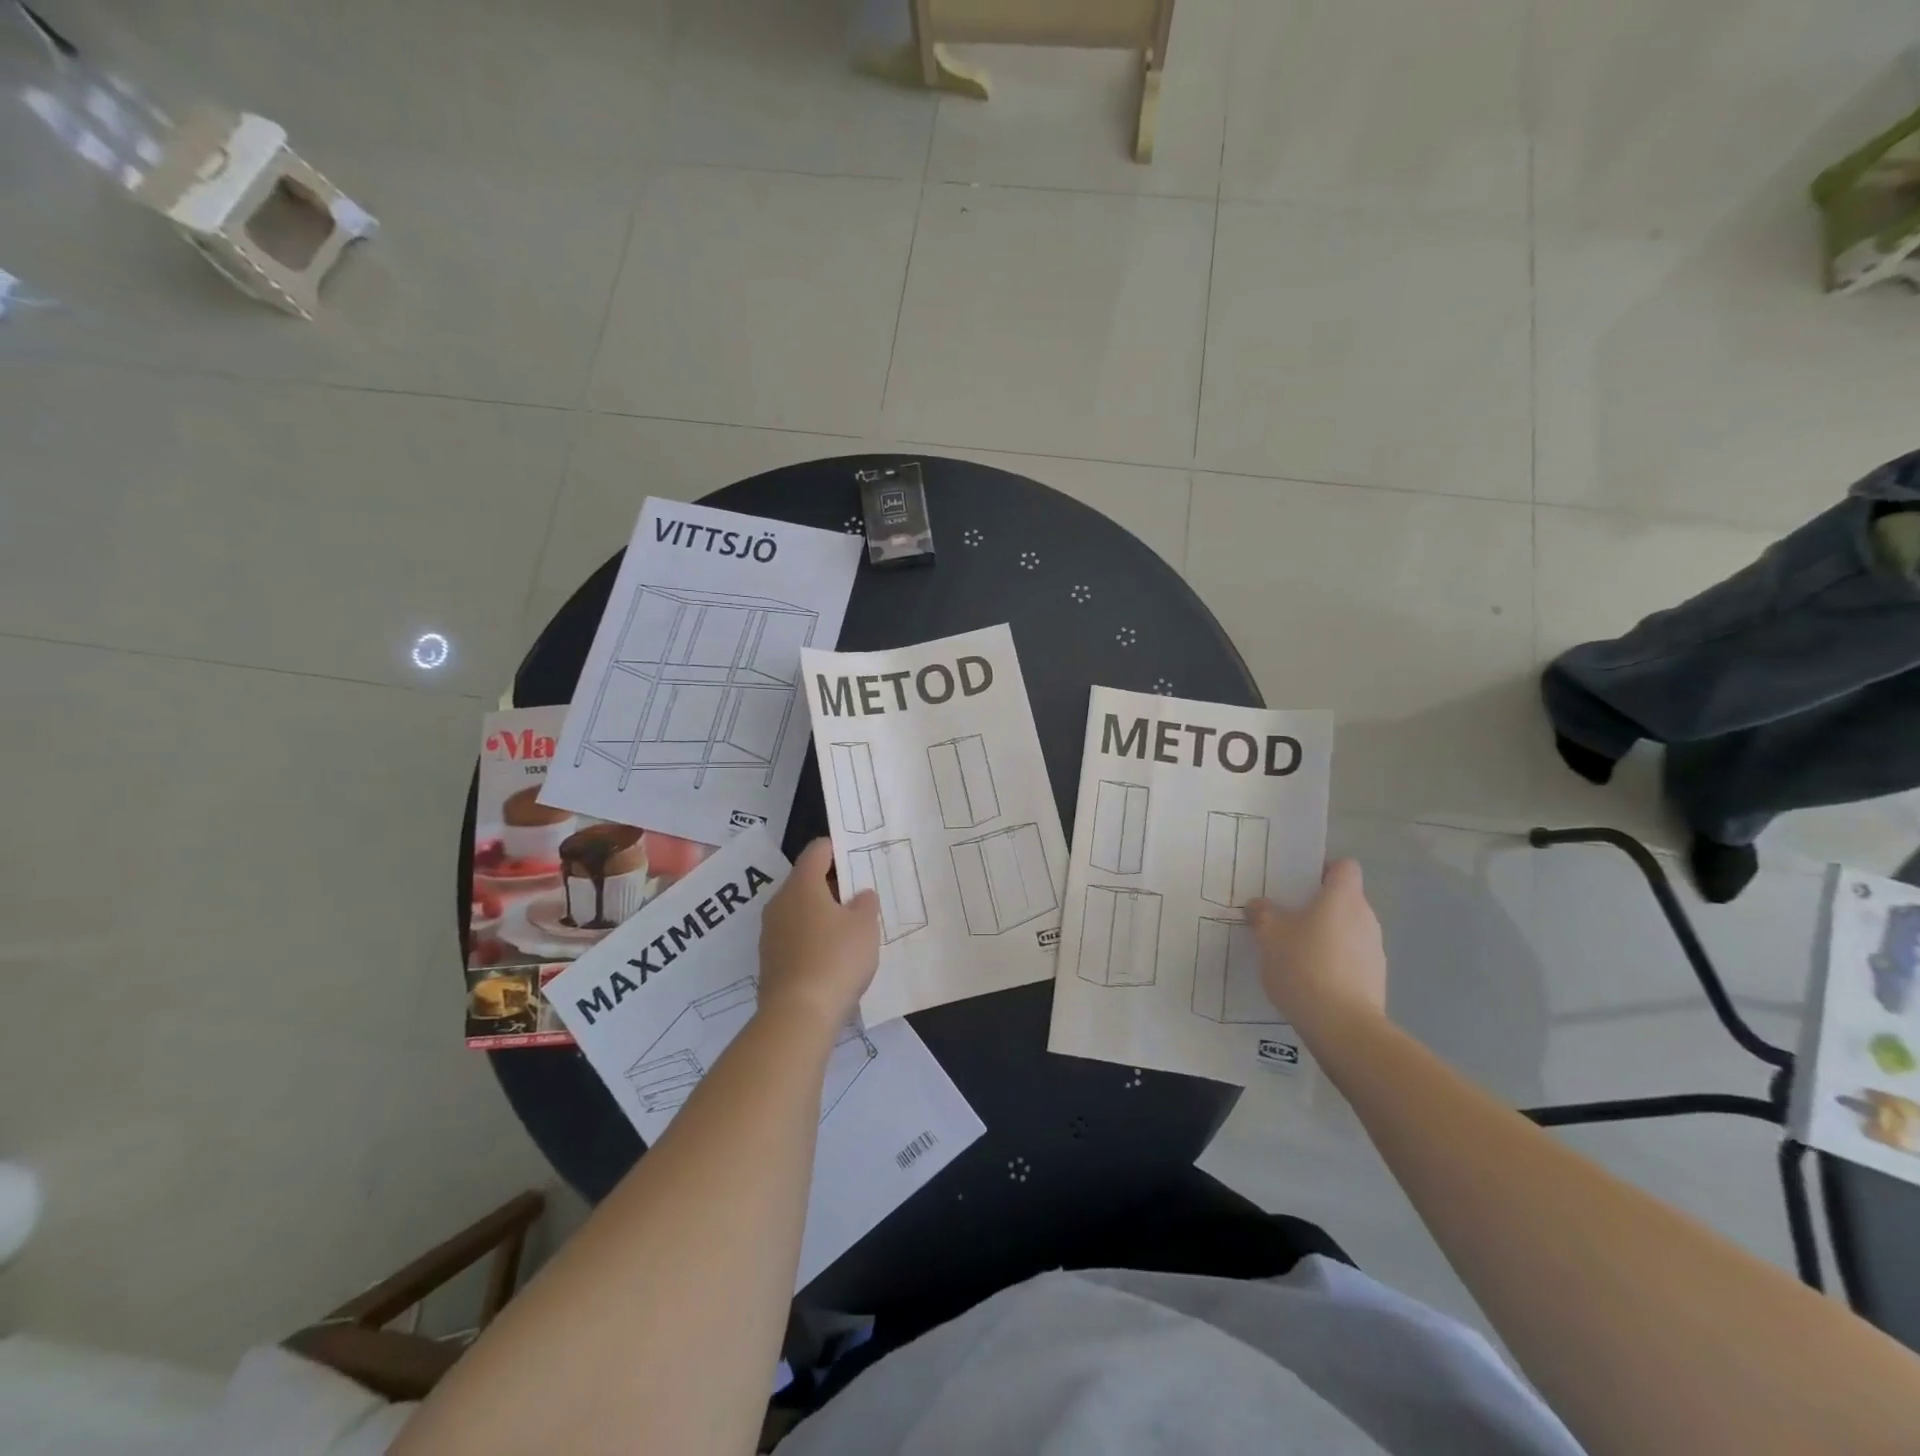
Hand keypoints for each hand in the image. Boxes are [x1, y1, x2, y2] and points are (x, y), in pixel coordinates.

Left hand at [757, 839, 879, 1037]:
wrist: (798, 1015)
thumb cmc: (836, 958)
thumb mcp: (865, 926)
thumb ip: (865, 903)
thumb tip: (859, 896)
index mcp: (801, 885)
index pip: (816, 851)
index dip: (837, 848)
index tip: (857, 857)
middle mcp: (780, 903)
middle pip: (806, 881)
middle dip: (832, 884)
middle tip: (860, 895)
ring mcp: (770, 933)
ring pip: (799, 910)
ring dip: (822, 913)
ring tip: (850, 927)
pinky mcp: (770, 961)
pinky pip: (794, 937)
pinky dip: (812, 938)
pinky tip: (833, 956)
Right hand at [1245, 860, 1386, 1031]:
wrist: (1341, 1026)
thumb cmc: (1303, 965)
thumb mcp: (1269, 935)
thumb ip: (1263, 914)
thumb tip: (1259, 905)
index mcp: (1343, 898)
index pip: (1344, 867)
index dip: (1324, 870)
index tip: (1299, 884)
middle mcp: (1366, 917)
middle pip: (1344, 900)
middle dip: (1318, 907)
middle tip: (1286, 919)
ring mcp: (1375, 950)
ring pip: (1348, 930)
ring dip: (1326, 936)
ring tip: (1295, 954)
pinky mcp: (1376, 979)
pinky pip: (1351, 959)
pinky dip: (1334, 963)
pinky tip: (1310, 981)